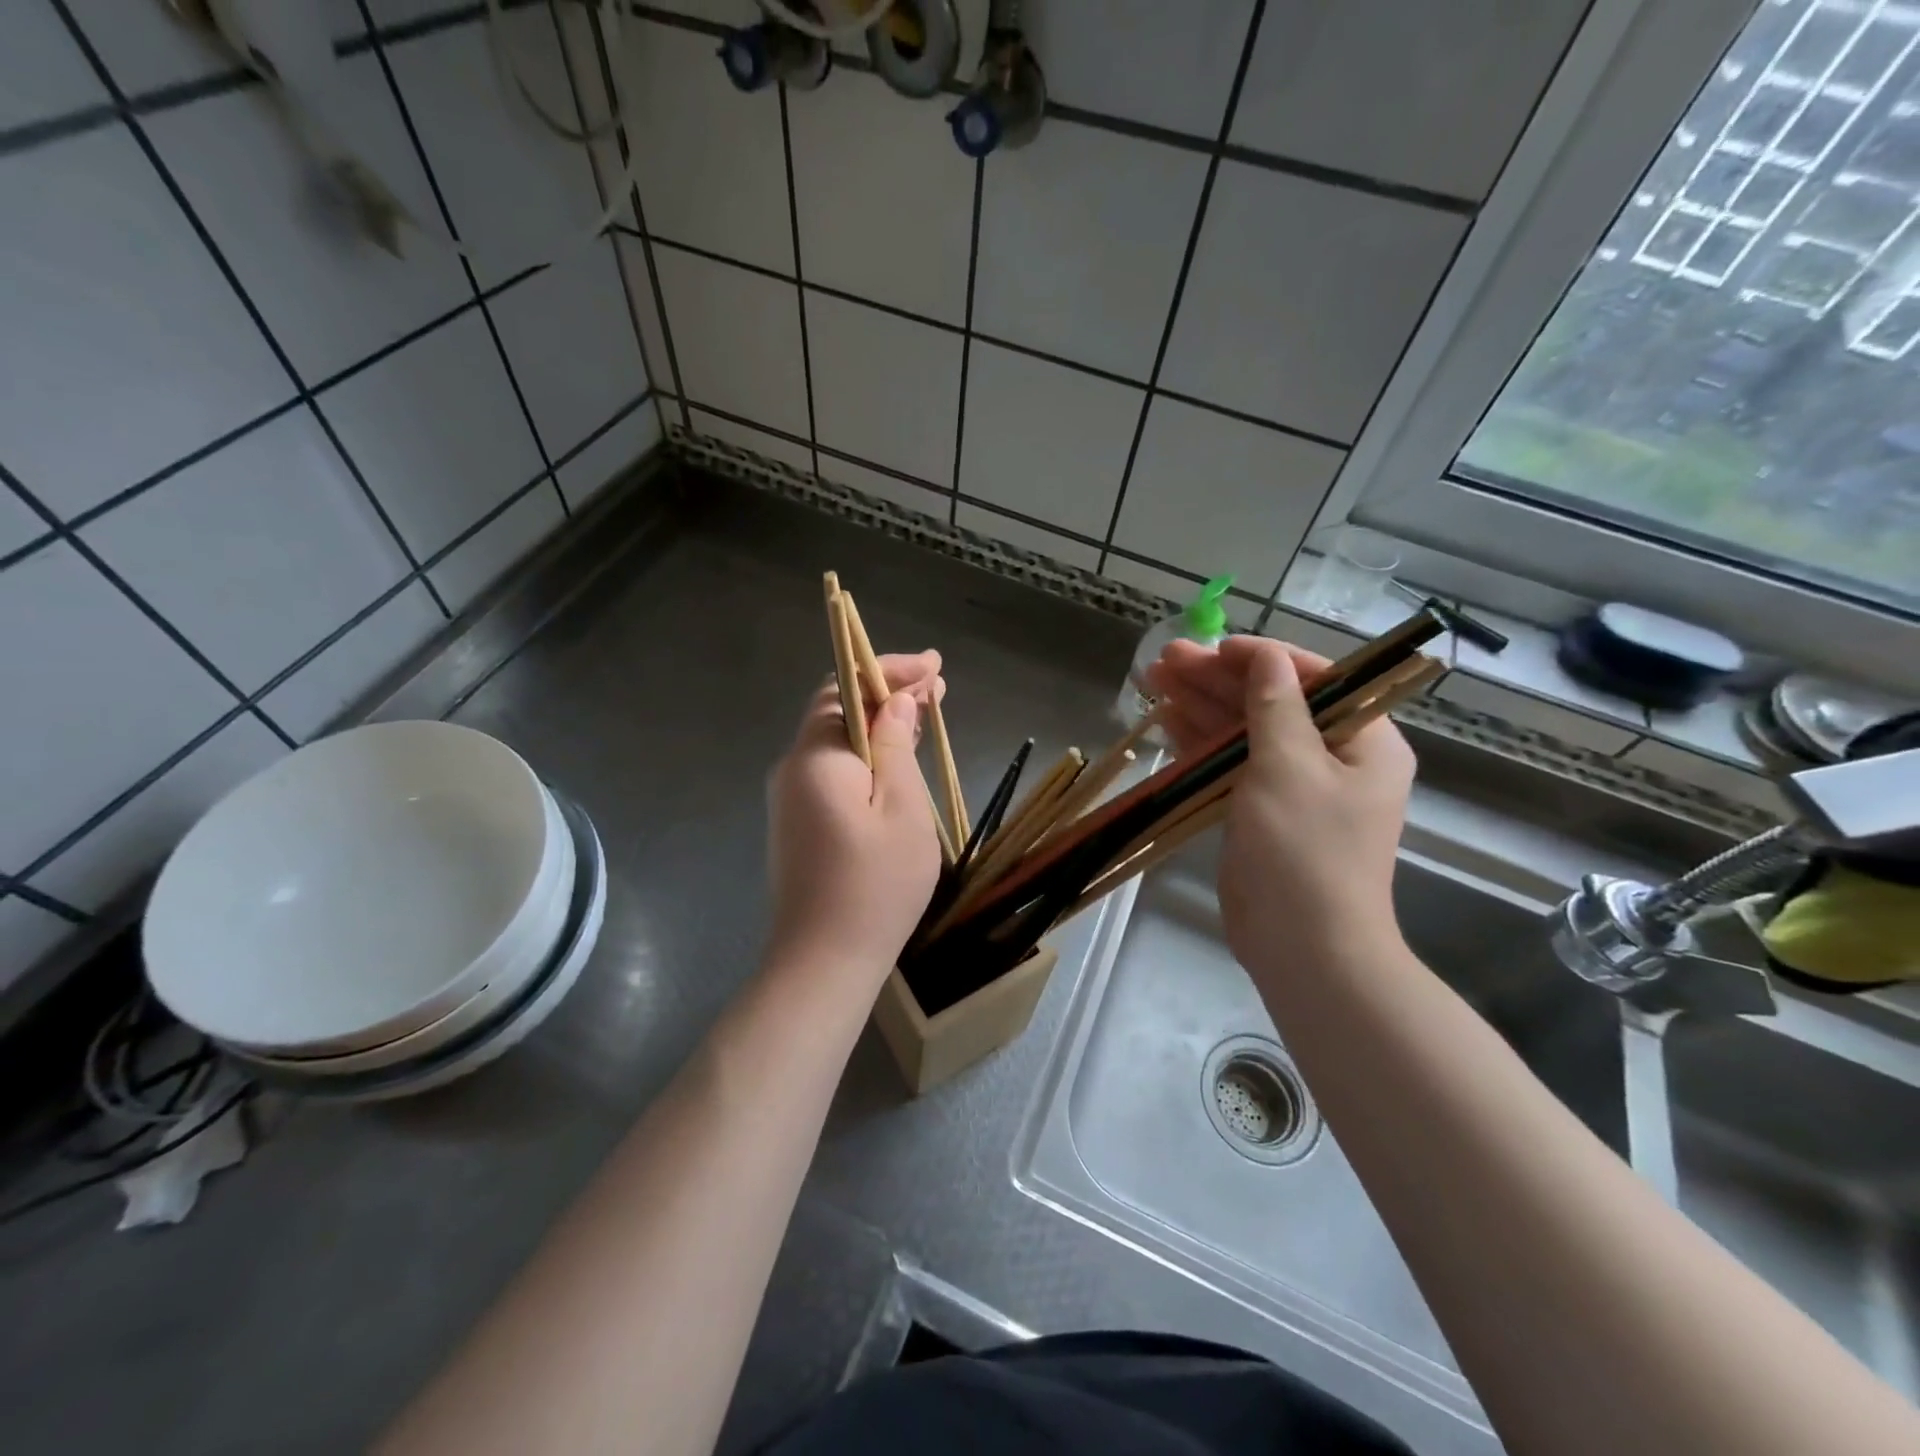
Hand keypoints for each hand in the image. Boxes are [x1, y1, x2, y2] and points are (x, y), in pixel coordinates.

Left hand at [765, 651, 945, 987]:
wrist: (823, 963)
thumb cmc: (875, 886)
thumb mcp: (902, 809)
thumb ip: (895, 746)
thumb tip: (895, 701)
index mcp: (816, 757)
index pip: (844, 687)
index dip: (888, 670)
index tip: (933, 668)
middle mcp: (793, 769)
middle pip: (838, 712)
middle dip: (887, 695)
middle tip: (937, 689)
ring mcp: (790, 799)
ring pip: (837, 744)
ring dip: (878, 726)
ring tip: (924, 716)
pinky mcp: (797, 825)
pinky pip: (833, 773)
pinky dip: (866, 758)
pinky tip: (896, 763)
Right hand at [1147, 636, 1415, 982]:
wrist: (1303, 947)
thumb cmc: (1306, 850)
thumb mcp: (1290, 767)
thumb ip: (1275, 705)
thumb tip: (1266, 656)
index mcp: (1364, 741)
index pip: (1315, 679)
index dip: (1261, 657)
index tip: (1214, 648)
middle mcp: (1332, 758)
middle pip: (1270, 703)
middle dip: (1217, 680)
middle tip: (1164, 661)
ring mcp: (1293, 788)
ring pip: (1243, 733)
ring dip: (1200, 706)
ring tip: (1152, 681)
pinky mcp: (1260, 813)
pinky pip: (1229, 766)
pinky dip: (1199, 744)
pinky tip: (1165, 722)